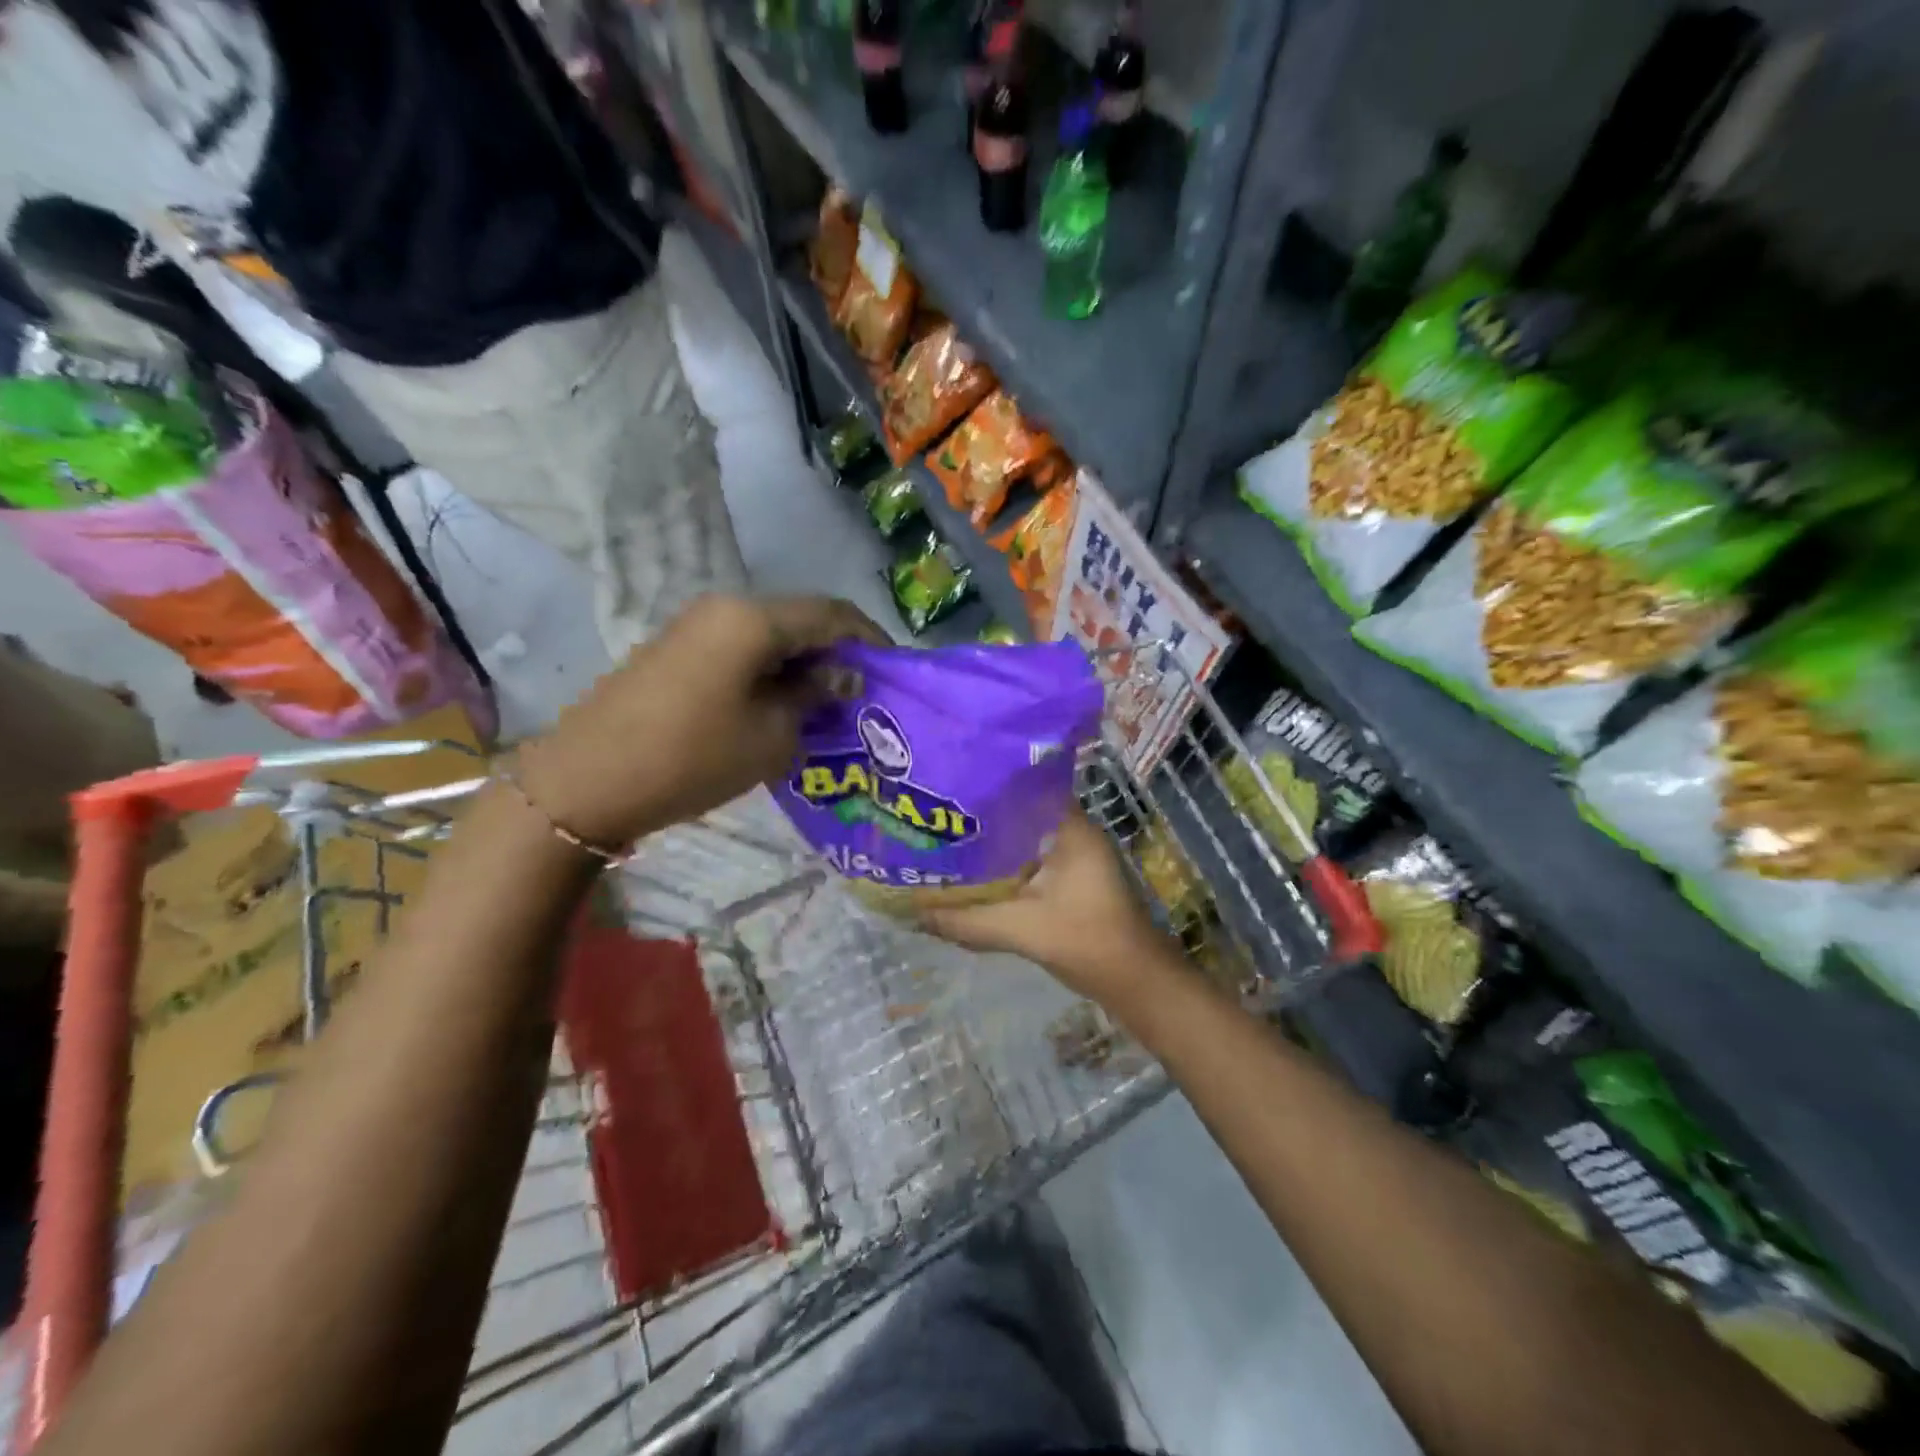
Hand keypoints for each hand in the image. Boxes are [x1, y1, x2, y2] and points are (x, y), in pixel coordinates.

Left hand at [517, 594, 884, 848]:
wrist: (586, 781)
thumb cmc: (692, 758)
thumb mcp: (771, 736)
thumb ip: (814, 697)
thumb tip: (840, 677)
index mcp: (753, 620)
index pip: (832, 613)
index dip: (870, 639)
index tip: (893, 672)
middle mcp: (724, 608)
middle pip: (800, 619)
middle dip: (837, 653)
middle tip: (862, 695)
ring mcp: (695, 627)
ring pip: (770, 635)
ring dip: (803, 663)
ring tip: (826, 706)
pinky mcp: (676, 651)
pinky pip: (740, 649)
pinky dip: (771, 671)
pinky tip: (780, 706)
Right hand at [920, 812, 1181, 1004]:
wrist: (1135, 981)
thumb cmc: (1086, 940)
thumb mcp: (1020, 928)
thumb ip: (966, 920)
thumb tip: (913, 914)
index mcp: (1071, 828)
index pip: (1023, 789)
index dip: (985, 788)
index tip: (948, 791)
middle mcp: (1073, 834)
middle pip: (1018, 816)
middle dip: (979, 821)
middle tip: (936, 820)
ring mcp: (1073, 858)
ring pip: (1021, 843)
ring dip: (989, 849)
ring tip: (944, 846)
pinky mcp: (1069, 881)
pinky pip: (1028, 865)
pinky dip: (1002, 871)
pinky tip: (971, 879)